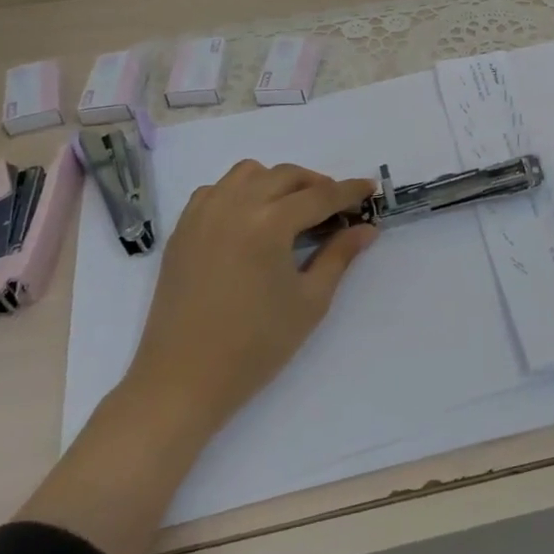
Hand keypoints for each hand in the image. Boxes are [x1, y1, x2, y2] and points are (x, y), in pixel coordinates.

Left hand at [123, 161, 377, 436]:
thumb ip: (340, 256)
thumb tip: (367, 228)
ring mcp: (203, 214)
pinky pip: (216, 190)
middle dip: (317, 185)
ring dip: (277, 182)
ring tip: (293, 209)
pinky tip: (251, 219)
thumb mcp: (310, 301)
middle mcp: (234, 206)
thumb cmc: (256, 345)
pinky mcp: (183, 229)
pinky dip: (240, 192)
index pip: (320, 195)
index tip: (370, 188)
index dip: (349, 191)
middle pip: (286, 176)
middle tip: (336, 208)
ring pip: (248, 173)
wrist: (183, 379)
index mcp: (269, 224)